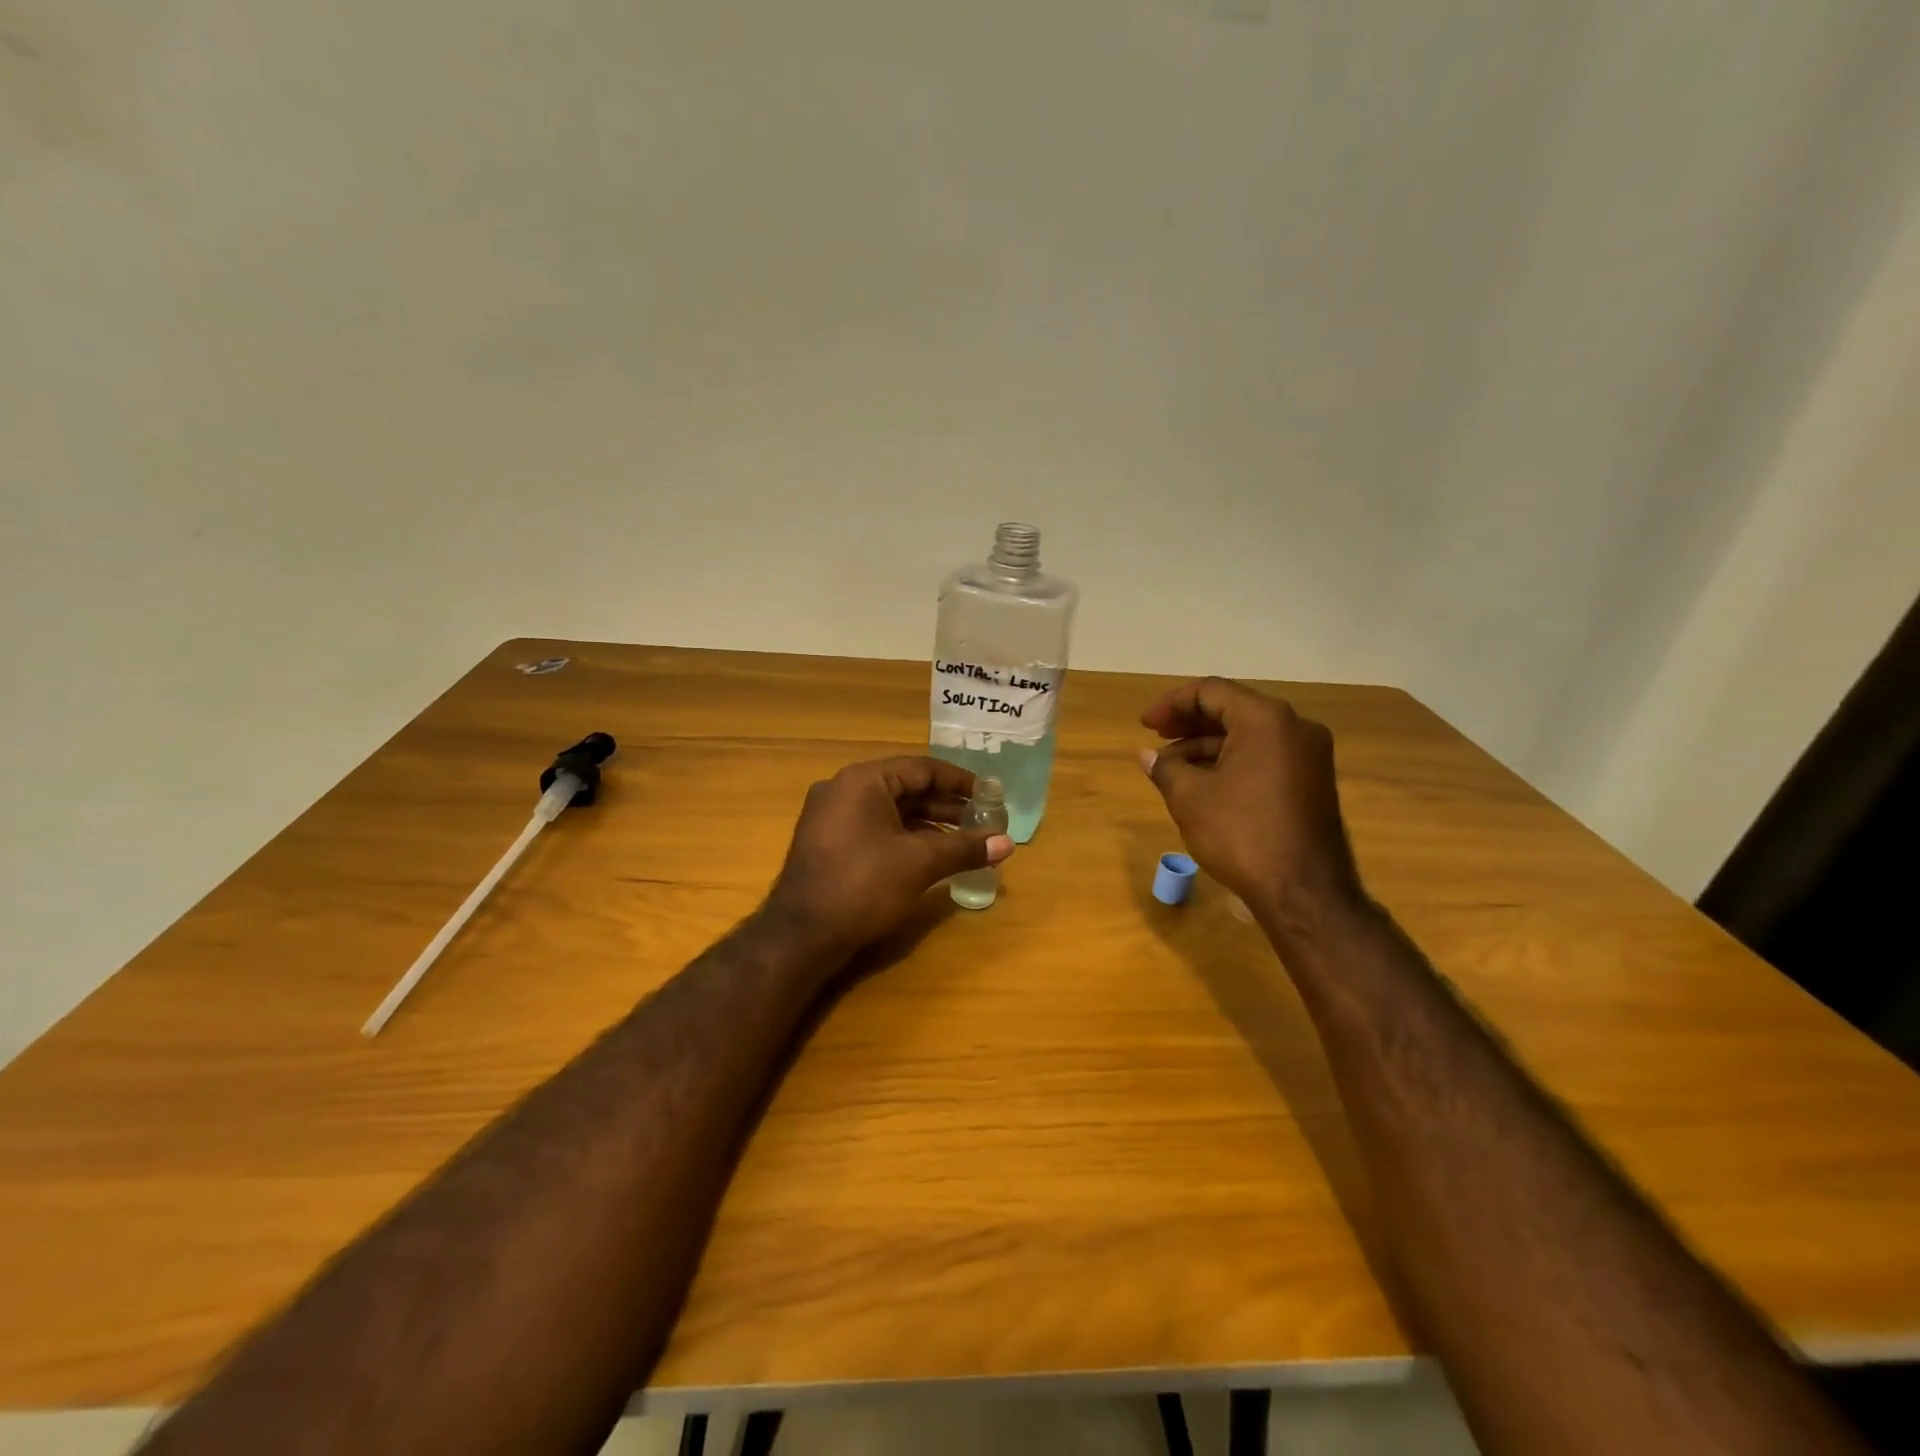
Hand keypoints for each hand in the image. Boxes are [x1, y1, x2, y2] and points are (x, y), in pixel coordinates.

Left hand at [767, 756, 1014, 954]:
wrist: (802, 935)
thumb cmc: (864, 886)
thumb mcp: (920, 863)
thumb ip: (964, 848)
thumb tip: (1007, 843)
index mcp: (863, 781)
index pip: (921, 768)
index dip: (960, 781)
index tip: (989, 795)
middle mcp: (843, 789)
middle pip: (905, 787)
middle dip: (945, 804)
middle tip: (981, 819)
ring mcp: (831, 816)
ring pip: (890, 810)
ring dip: (927, 823)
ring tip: (963, 839)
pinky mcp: (827, 842)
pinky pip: (874, 827)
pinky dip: (904, 836)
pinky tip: (929, 855)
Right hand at [1139, 677, 1363, 924]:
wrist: (1304, 892)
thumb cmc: (1242, 834)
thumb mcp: (1190, 798)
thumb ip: (1166, 767)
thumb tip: (1148, 756)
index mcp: (1266, 720)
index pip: (1211, 692)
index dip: (1172, 704)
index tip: (1145, 725)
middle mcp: (1295, 728)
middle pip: (1233, 709)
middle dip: (1190, 723)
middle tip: (1157, 738)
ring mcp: (1309, 756)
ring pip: (1248, 736)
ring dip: (1207, 746)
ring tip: (1173, 769)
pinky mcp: (1312, 782)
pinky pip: (1265, 757)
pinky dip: (1232, 762)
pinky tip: (1204, 785)